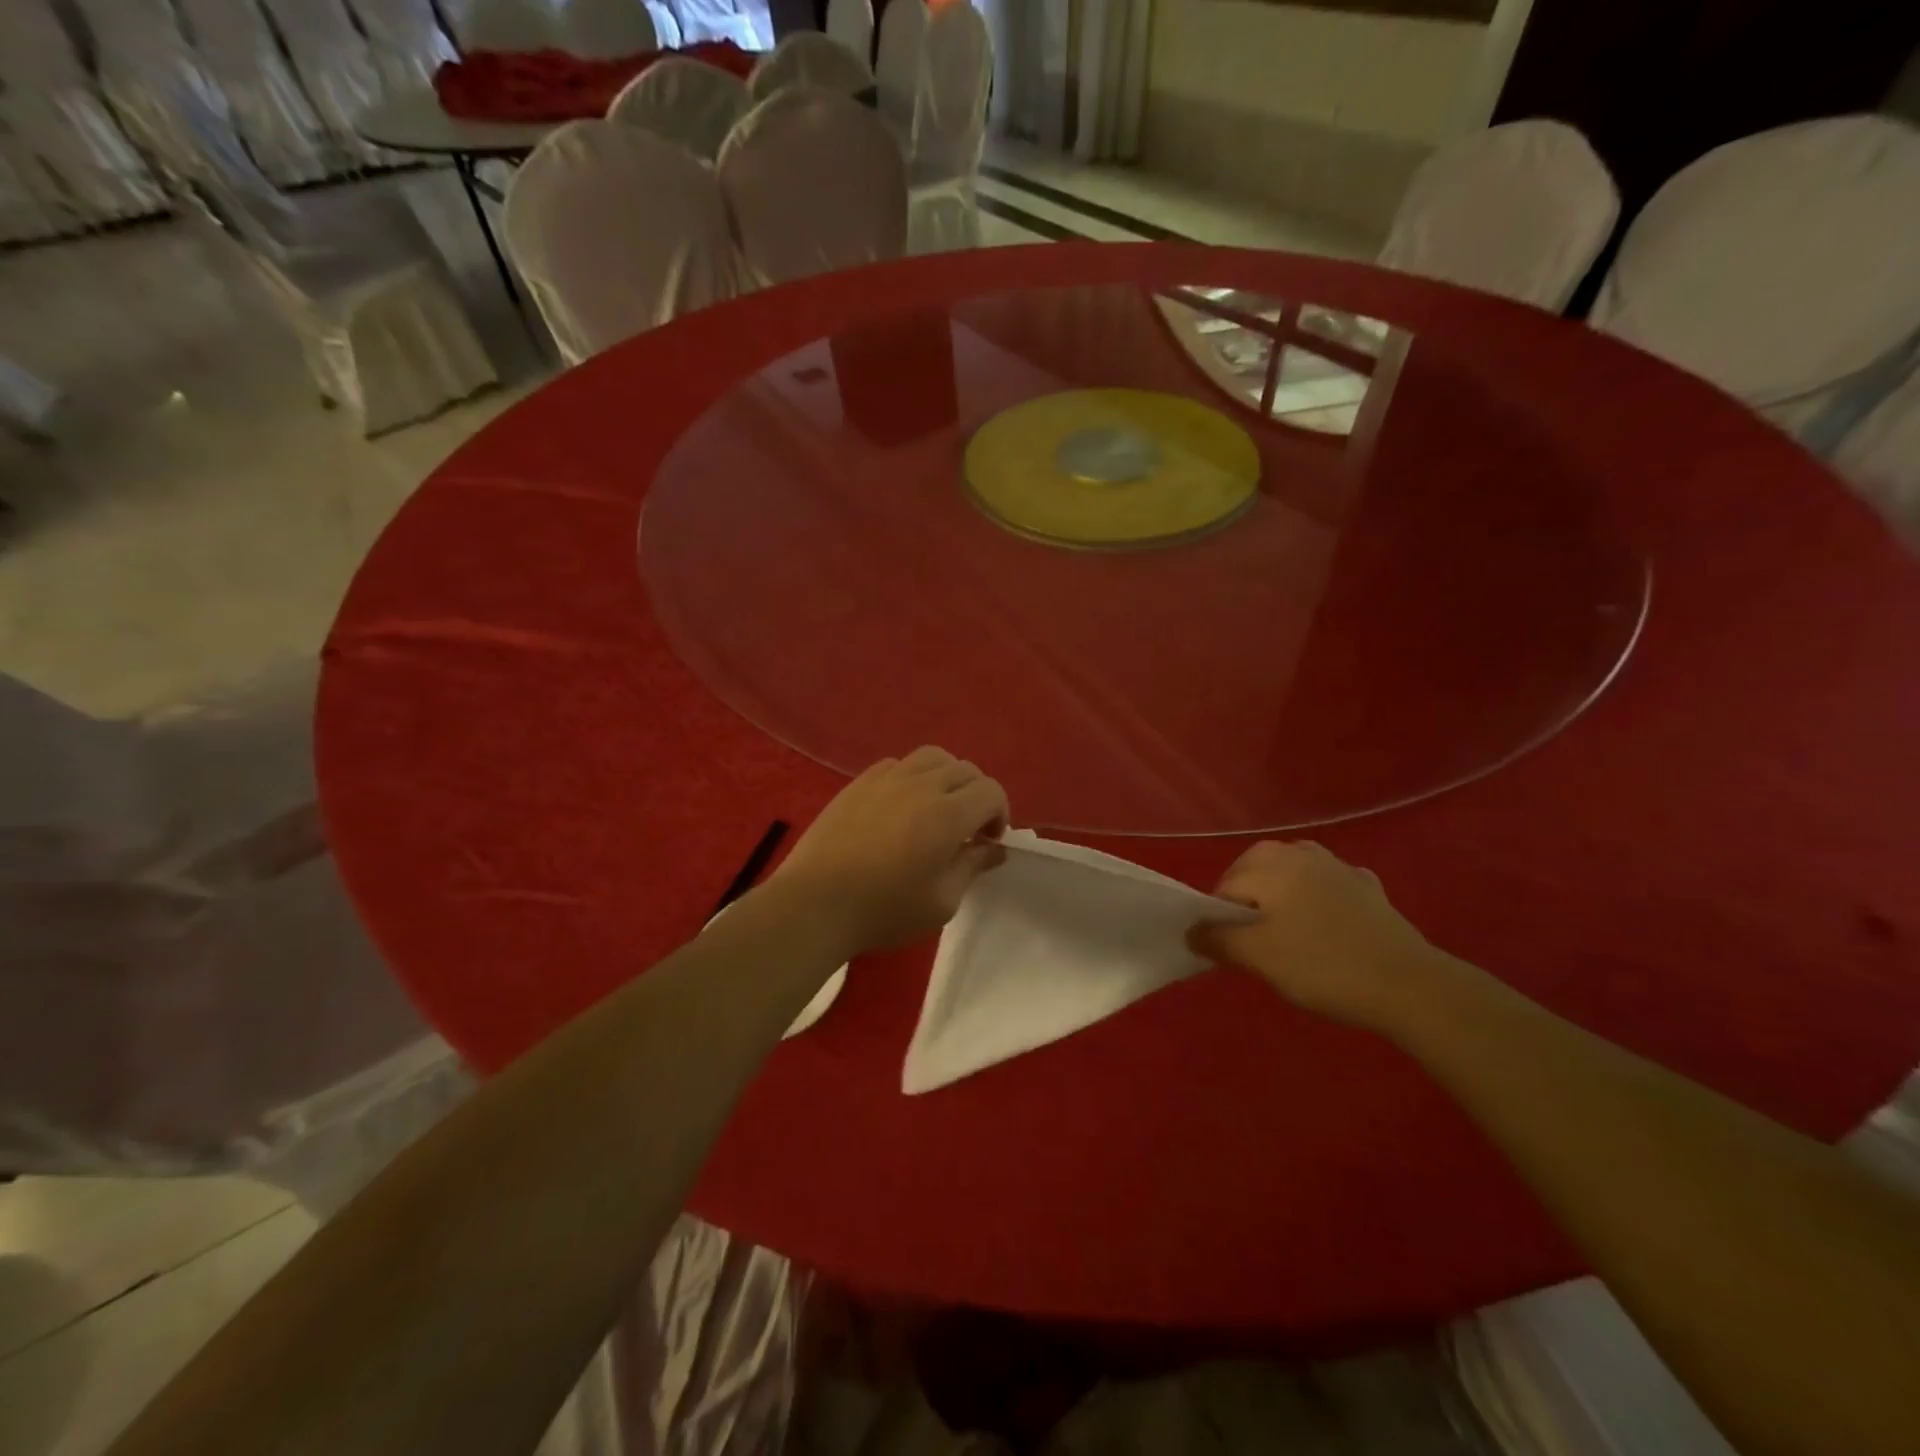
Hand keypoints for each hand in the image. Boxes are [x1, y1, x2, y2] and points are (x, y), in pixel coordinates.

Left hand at [769, 747, 1008, 955]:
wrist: (815, 904)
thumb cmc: (884, 910)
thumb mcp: (941, 902)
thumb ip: (972, 867)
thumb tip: (994, 848)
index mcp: (948, 814)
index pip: (991, 791)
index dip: (999, 813)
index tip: (987, 842)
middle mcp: (921, 785)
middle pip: (966, 770)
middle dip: (976, 796)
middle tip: (966, 830)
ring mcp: (887, 778)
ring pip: (932, 757)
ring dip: (946, 778)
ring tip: (936, 808)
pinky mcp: (859, 782)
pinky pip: (898, 764)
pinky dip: (912, 776)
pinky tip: (901, 805)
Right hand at [1193, 840, 1437, 1033]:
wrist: (1409, 984)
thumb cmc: (1321, 966)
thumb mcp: (1258, 958)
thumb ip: (1217, 940)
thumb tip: (1192, 930)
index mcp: (1269, 863)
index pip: (1224, 887)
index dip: (1220, 921)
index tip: (1232, 952)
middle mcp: (1300, 852)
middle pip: (1256, 874)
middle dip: (1250, 905)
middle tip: (1257, 947)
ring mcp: (1338, 866)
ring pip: (1292, 875)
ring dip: (1282, 898)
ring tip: (1287, 935)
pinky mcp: (1368, 887)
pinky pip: (1328, 887)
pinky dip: (1318, 901)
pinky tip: (1326, 927)